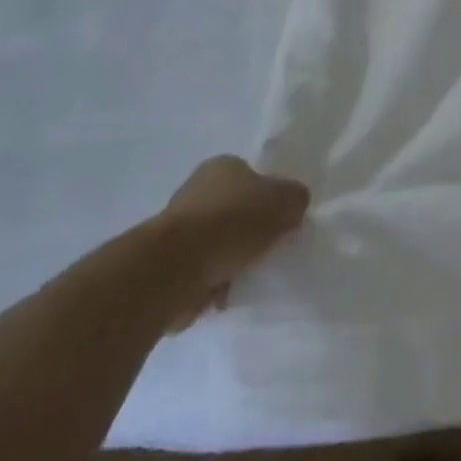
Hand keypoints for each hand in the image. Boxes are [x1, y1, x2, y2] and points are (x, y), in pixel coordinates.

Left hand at [159, 156, 310, 331]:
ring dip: (230, 260)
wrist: (174, 269)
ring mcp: (177, 228)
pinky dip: (212, 284)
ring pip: (216, 243)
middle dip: (248, 231)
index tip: (280, 221)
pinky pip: (199, 273)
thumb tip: (294, 205)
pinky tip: (225, 294)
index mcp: (222, 166)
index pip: (252, 176)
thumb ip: (295, 199)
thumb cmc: (231, 222)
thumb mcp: (283, 201)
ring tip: (247, 276)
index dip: (268, 197)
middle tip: (267, 249)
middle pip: (233, 209)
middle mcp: (196, 190)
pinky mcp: (165, 265)